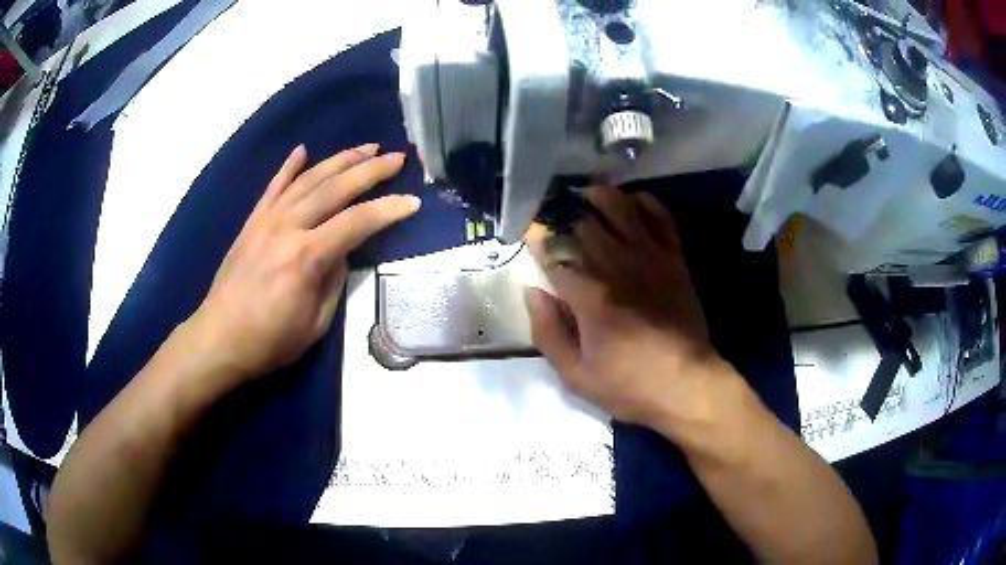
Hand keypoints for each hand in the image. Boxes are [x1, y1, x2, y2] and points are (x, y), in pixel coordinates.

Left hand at [188, 144, 419, 380]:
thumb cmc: (270, 341)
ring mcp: (267, 219)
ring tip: (366, 147)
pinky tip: (303, 149)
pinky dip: (289, 166)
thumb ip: (334, 280)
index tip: (412, 201)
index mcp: (307, 257)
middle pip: (336, 188)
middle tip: (397, 157)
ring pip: (309, 179)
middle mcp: (288, 227)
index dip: (389, 209)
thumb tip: (343, 251)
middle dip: (370, 170)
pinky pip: (274, 186)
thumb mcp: (315, 322)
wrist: (219, 338)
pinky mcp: (253, 221)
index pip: (358, 222)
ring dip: (340, 160)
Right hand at [526, 187, 730, 428]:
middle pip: (584, 224)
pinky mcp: (675, 260)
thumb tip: (533, 293)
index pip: (555, 254)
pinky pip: (661, 218)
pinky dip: (646, 203)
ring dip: (600, 196)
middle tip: (553, 211)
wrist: (688, 385)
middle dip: (564, 213)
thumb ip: (548, 333)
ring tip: (586, 194)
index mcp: (590, 296)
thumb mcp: (576, 376)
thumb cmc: (630, 385)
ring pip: (621, 210)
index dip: (538, 240)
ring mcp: (650, 258)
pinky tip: (633, 202)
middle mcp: (618, 266)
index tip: (529, 234)